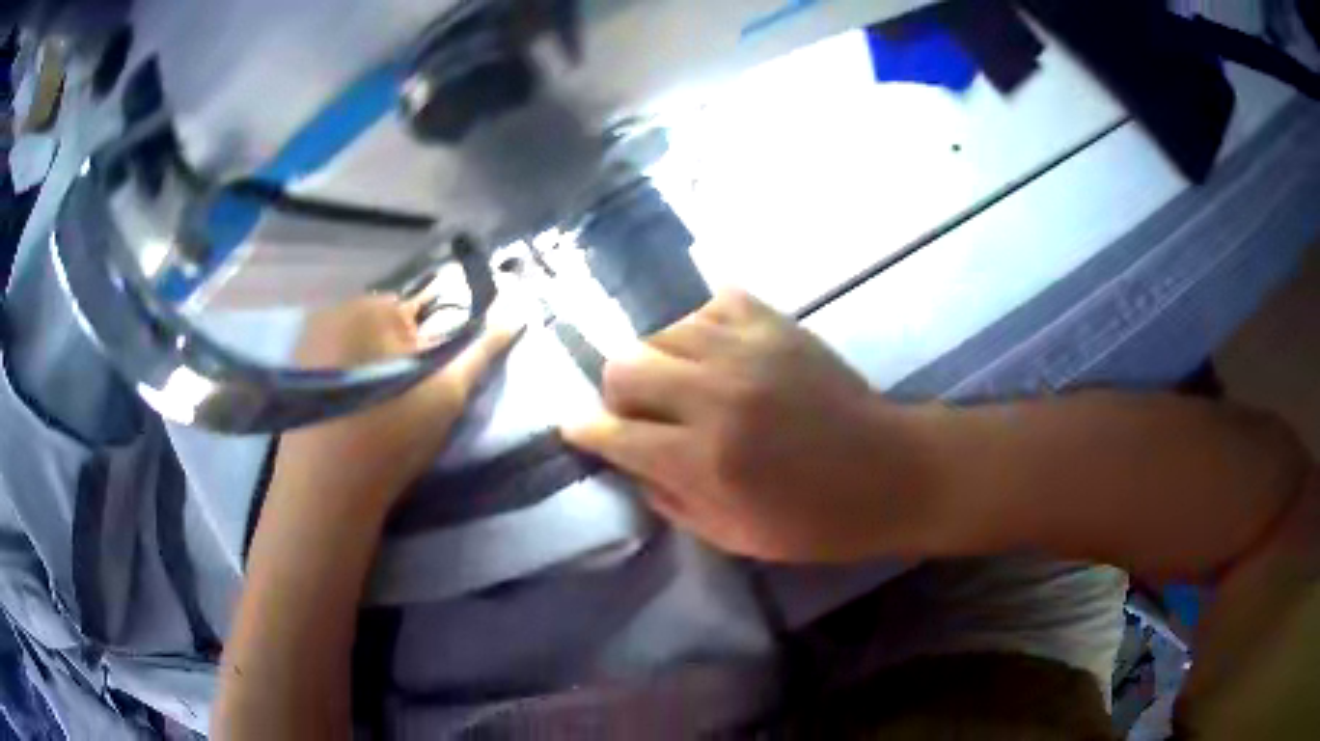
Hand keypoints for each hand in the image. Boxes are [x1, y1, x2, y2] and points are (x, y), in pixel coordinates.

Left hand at [273, 295, 521, 514]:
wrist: (326, 489)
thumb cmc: (389, 436)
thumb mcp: (446, 393)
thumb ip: (482, 348)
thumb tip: (519, 310)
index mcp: (373, 306)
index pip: (418, 310)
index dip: (428, 350)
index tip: (425, 389)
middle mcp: (335, 309)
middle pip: (383, 325)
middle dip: (396, 355)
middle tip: (400, 405)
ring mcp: (307, 338)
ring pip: (355, 342)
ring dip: (368, 366)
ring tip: (371, 414)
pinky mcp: (291, 367)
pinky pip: (330, 358)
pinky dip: (342, 377)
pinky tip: (345, 415)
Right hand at [564, 290, 935, 562]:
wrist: (890, 472)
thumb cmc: (814, 521)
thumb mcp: (733, 536)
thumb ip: (669, 500)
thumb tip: (629, 461)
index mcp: (705, 459)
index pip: (615, 433)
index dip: (586, 431)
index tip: (577, 429)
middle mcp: (717, 395)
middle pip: (625, 364)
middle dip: (617, 392)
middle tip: (639, 412)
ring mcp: (749, 350)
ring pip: (664, 330)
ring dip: (660, 360)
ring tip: (682, 382)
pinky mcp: (778, 325)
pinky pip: (714, 301)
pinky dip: (703, 324)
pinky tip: (716, 350)